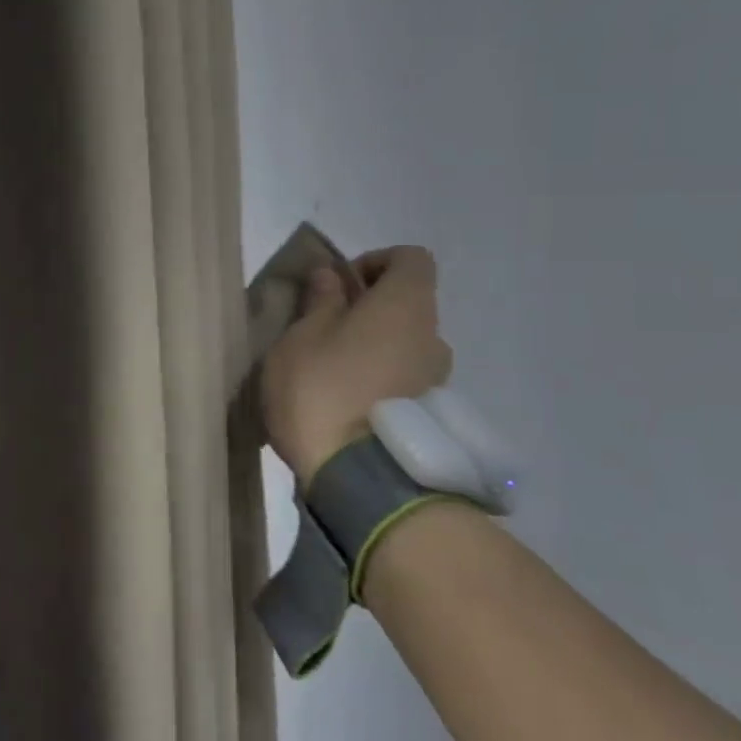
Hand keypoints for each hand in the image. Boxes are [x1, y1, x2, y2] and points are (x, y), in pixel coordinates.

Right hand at [260, 245, 453, 483]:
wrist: (359, 481)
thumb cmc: (323, 391)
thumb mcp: (302, 338)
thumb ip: (321, 301)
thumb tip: (331, 275)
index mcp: (406, 306)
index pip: (411, 258)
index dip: (376, 262)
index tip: (340, 285)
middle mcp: (433, 337)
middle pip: (409, 305)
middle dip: (370, 309)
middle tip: (325, 330)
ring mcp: (438, 381)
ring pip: (407, 345)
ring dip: (376, 347)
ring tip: (333, 373)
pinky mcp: (431, 418)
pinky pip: (406, 381)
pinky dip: (382, 380)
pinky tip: (347, 404)